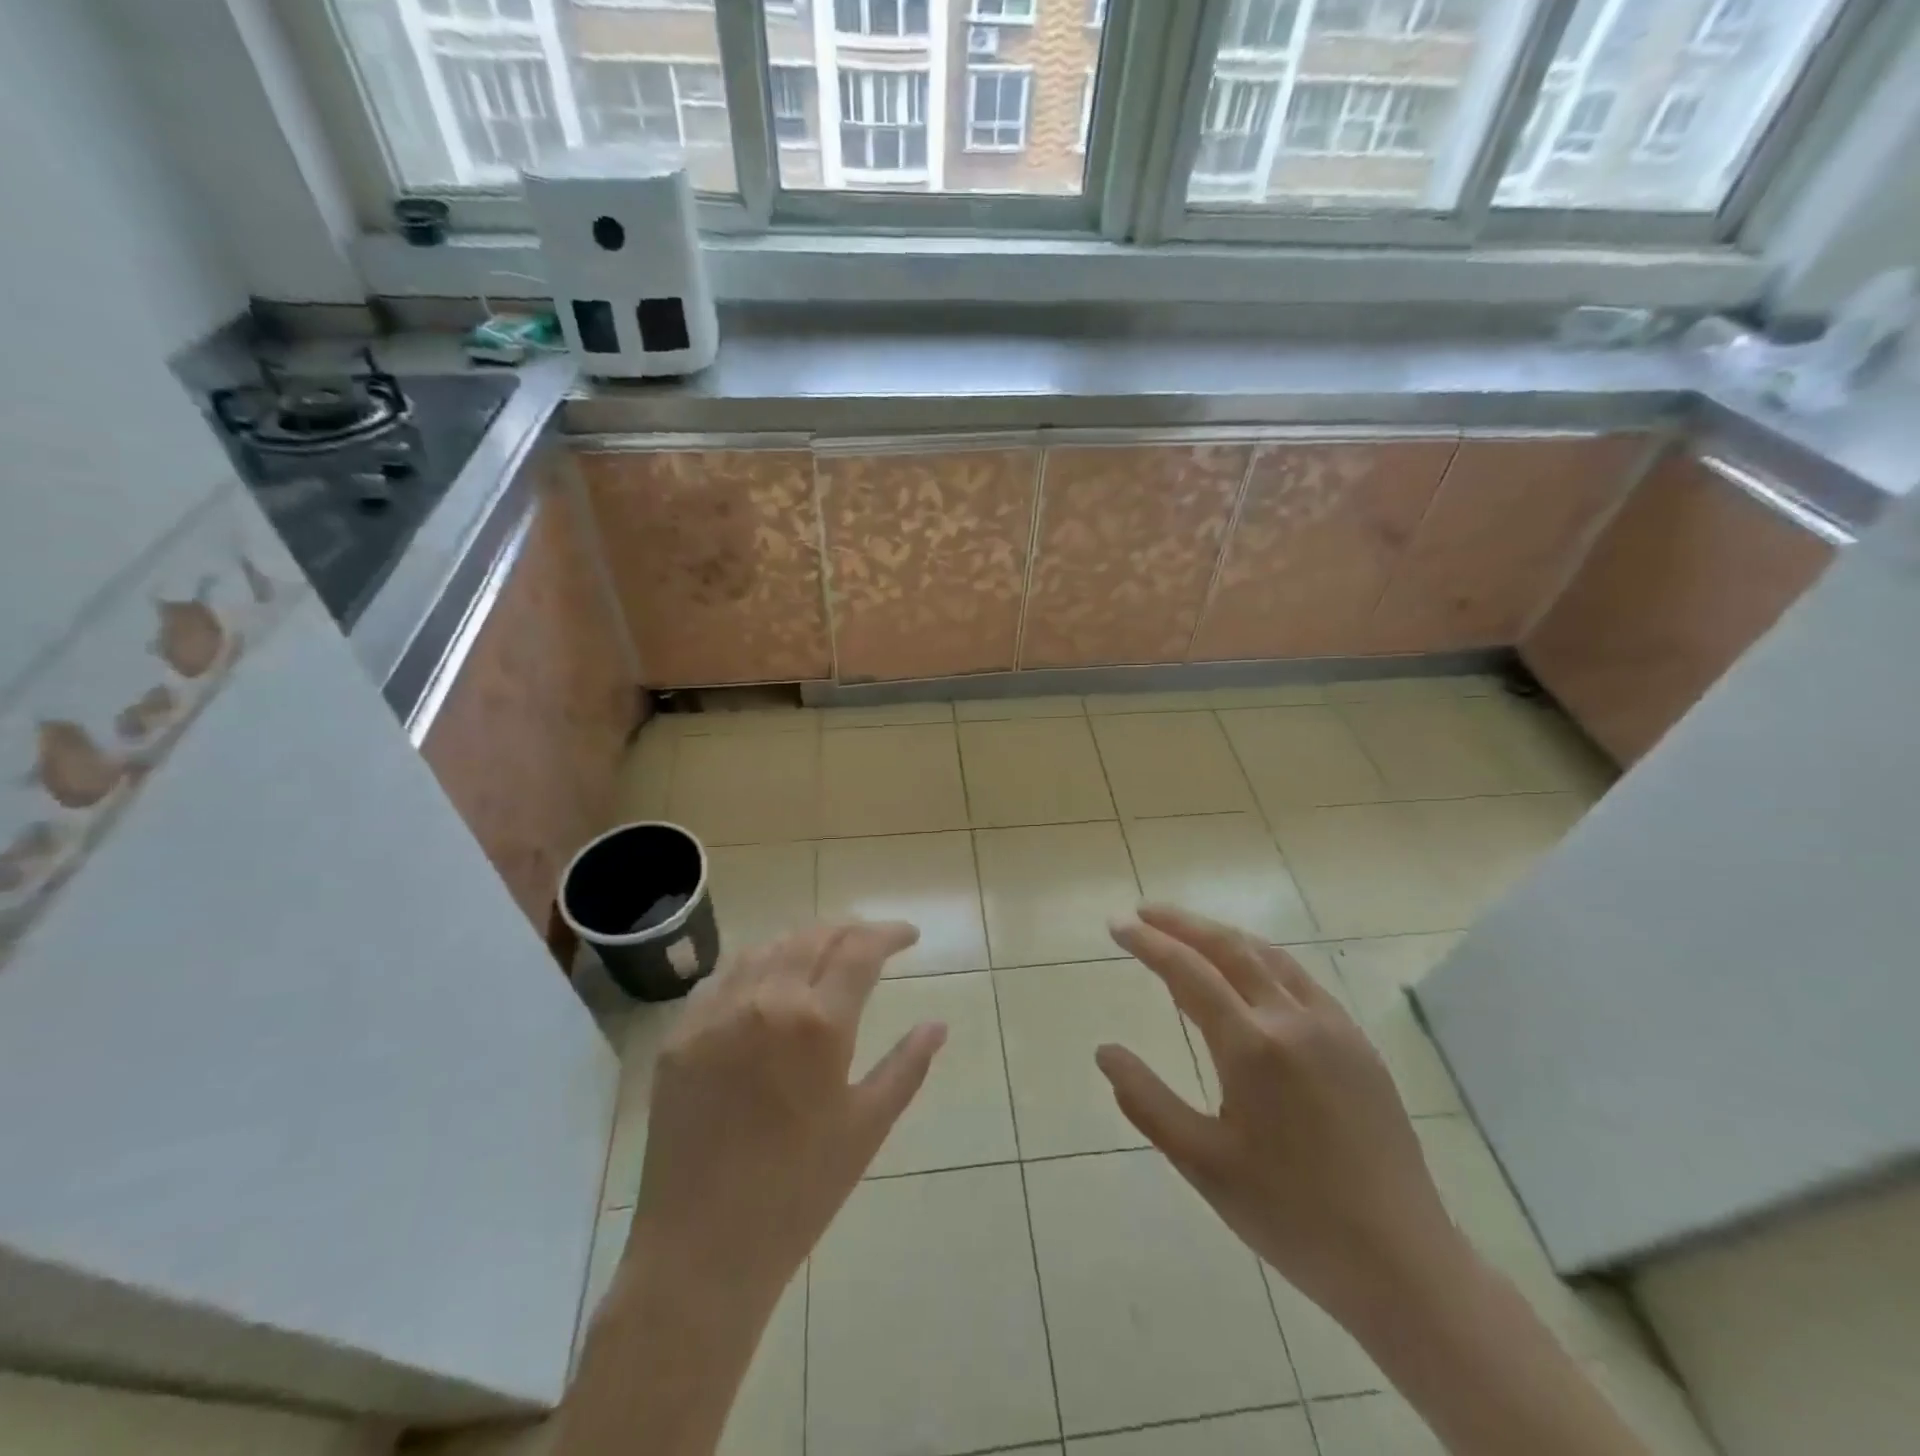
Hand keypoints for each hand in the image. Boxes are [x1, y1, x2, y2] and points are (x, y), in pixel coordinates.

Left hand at [628, 921, 947, 1310]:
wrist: (701, 1250)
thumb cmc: (799, 1193)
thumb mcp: (866, 1127)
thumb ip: (906, 1066)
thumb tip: (938, 1024)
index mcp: (818, 1023)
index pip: (861, 949)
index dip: (890, 934)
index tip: (909, 936)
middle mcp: (766, 1000)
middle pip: (814, 936)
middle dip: (849, 930)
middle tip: (871, 942)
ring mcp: (716, 1014)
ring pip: (766, 948)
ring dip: (803, 942)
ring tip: (824, 956)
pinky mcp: (680, 1034)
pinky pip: (723, 978)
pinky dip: (756, 966)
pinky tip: (767, 983)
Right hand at [1098, 905, 1460, 1332]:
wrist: (1401, 1261)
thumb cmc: (1289, 1215)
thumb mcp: (1201, 1163)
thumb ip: (1146, 1101)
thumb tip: (1105, 1051)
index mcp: (1251, 1046)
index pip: (1187, 971)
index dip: (1148, 942)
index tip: (1117, 924)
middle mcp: (1292, 1019)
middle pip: (1229, 946)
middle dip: (1182, 922)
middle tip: (1144, 912)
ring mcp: (1332, 1026)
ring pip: (1268, 955)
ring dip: (1222, 935)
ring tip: (1188, 932)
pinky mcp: (1358, 1042)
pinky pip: (1300, 979)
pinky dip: (1261, 959)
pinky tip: (1250, 973)